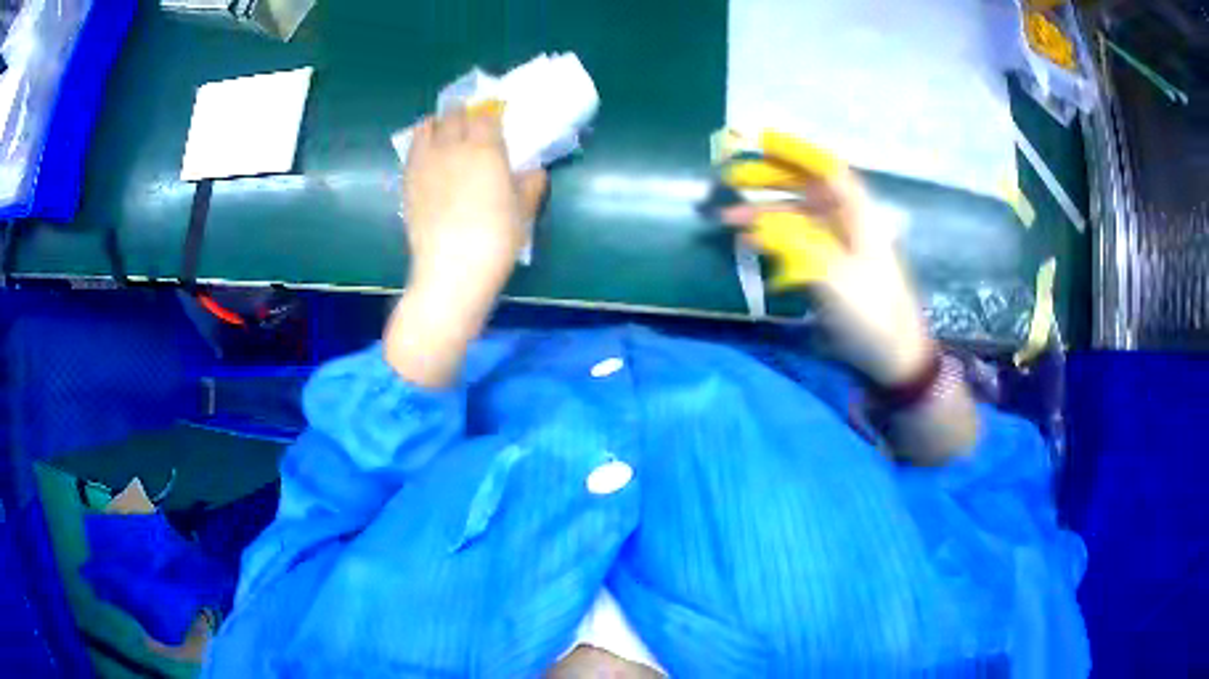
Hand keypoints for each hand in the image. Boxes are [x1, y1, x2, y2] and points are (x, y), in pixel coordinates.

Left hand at [403, 107, 547, 305]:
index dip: (492, 112)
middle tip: (471, 121)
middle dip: (464, 113)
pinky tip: (427, 155)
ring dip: (437, 123)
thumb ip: (530, 186)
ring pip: (427, 127)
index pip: (487, 115)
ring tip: (443, 130)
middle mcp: (453, 147)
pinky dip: (420, 144)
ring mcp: (425, 163)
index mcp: (486, 149)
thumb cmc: (495, 240)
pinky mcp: (407, 182)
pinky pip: (411, 151)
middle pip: (454, 115)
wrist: (451, 270)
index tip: (497, 116)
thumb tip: (534, 171)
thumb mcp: (523, 213)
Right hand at [721, 164, 932, 386]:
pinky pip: (795, 243)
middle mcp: (846, 223)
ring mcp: (837, 247)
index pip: (826, 169)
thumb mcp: (835, 278)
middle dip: (769, 180)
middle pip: (806, 188)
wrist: (894, 358)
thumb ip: (795, 246)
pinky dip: (771, 239)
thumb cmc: (873, 314)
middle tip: (731, 178)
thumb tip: (756, 225)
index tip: (760, 141)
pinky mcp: (828, 270)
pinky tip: (748, 244)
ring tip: (727, 219)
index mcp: (858, 216)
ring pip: (795, 216)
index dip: (795, 151)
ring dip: (763, 214)